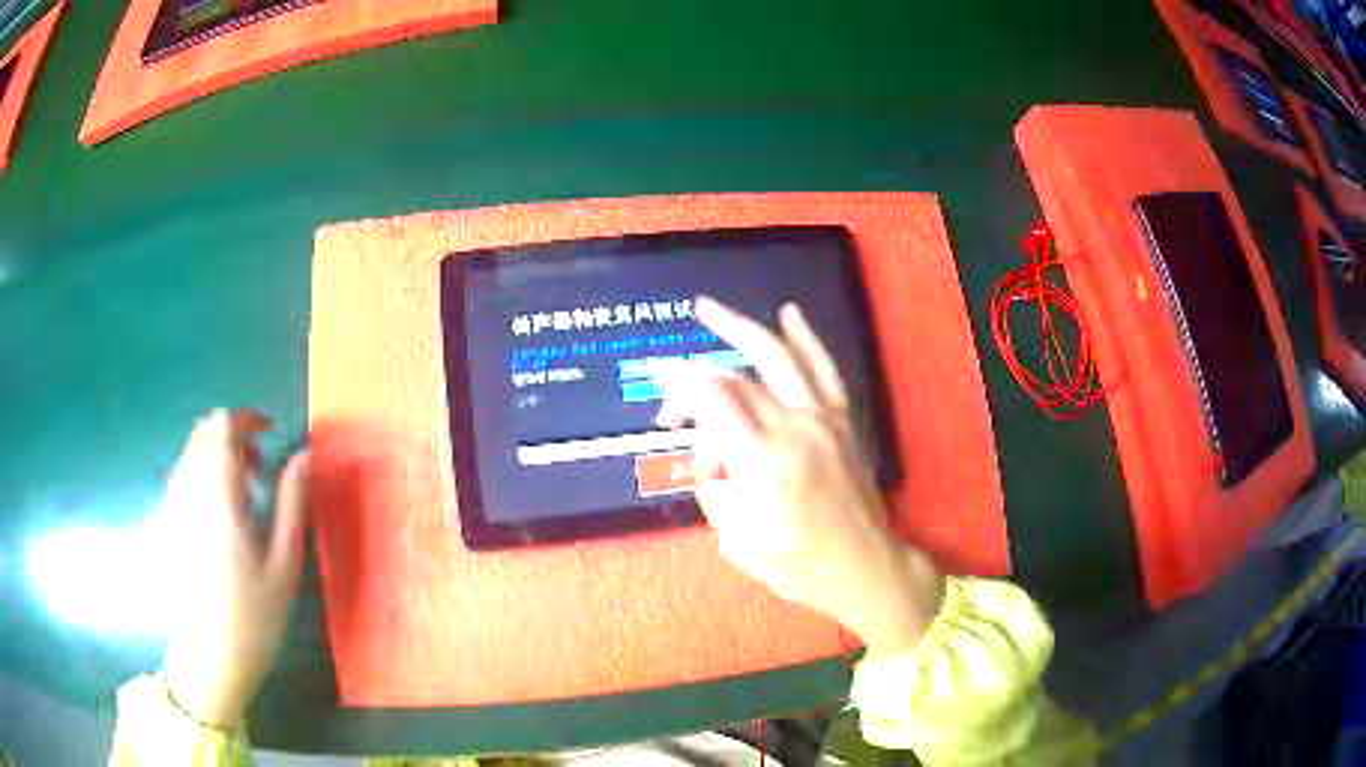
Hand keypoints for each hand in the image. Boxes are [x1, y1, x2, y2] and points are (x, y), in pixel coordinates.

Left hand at [158, 409, 310, 728]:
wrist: (210, 657)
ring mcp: (173, 506)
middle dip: (233, 438)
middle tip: (261, 472)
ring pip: (191, 455)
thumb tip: (305, 456)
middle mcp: (188, 490)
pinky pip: (183, 479)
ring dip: (219, 459)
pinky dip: (204, 479)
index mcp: (217, 495)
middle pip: (203, 434)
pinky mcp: (167, 523)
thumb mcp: (284, 563)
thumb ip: (293, 503)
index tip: (270, 434)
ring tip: (245, 501)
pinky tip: (222, 521)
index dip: (246, 419)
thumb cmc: (253, 615)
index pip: (221, 425)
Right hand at [655, 298, 943, 653]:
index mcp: (762, 462)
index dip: (676, 385)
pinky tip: (789, 313)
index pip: (711, 399)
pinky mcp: (840, 421)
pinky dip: (806, 338)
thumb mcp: (735, 541)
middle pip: (735, 380)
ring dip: (741, 327)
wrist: (862, 567)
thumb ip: (714, 489)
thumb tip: (711, 458)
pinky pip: (823, 369)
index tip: (657, 395)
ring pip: (778, 357)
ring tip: (708, 309)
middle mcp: (792, 428)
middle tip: (671, 405)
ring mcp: (821, 419)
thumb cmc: (797, 565)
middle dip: (694, 381)